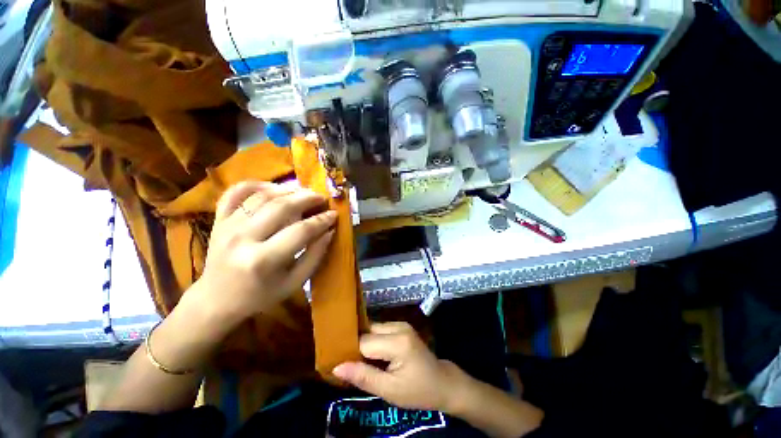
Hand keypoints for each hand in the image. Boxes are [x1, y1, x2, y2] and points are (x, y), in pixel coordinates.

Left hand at [193, 180, 336, 322]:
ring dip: (287, 190)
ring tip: (303, 193)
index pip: (301, 231)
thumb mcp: (295, 282)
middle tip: (322, 198)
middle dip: (307, 198)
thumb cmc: (261, 294)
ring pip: (261, 195)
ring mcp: (227, 226)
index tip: (334, 214)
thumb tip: (329, 231)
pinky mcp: (219, 219)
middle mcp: (243, 239)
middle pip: (281, 206)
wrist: (217, 299)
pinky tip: (273, 188)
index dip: (322, 220)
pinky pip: (236, 191)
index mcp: (263, 260)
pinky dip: (257, 184)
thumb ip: (315, 255)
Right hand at [332, 322, 466, 411]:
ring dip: (364, 344)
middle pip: (368, 332)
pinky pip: (380, 331)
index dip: (349, 352)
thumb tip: (336, 368)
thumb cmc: (418, 391)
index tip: (337, 364)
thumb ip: (363, 377)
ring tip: (356, 361)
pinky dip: (373, 341)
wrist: (442, 383)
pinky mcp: (402, 327)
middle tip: (345, 364)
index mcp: (398, 342)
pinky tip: (371, 355)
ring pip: (373, 329)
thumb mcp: (389, 390)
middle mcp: (398, 326)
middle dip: (356, 346)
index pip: (364, 342)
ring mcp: (401, 324)